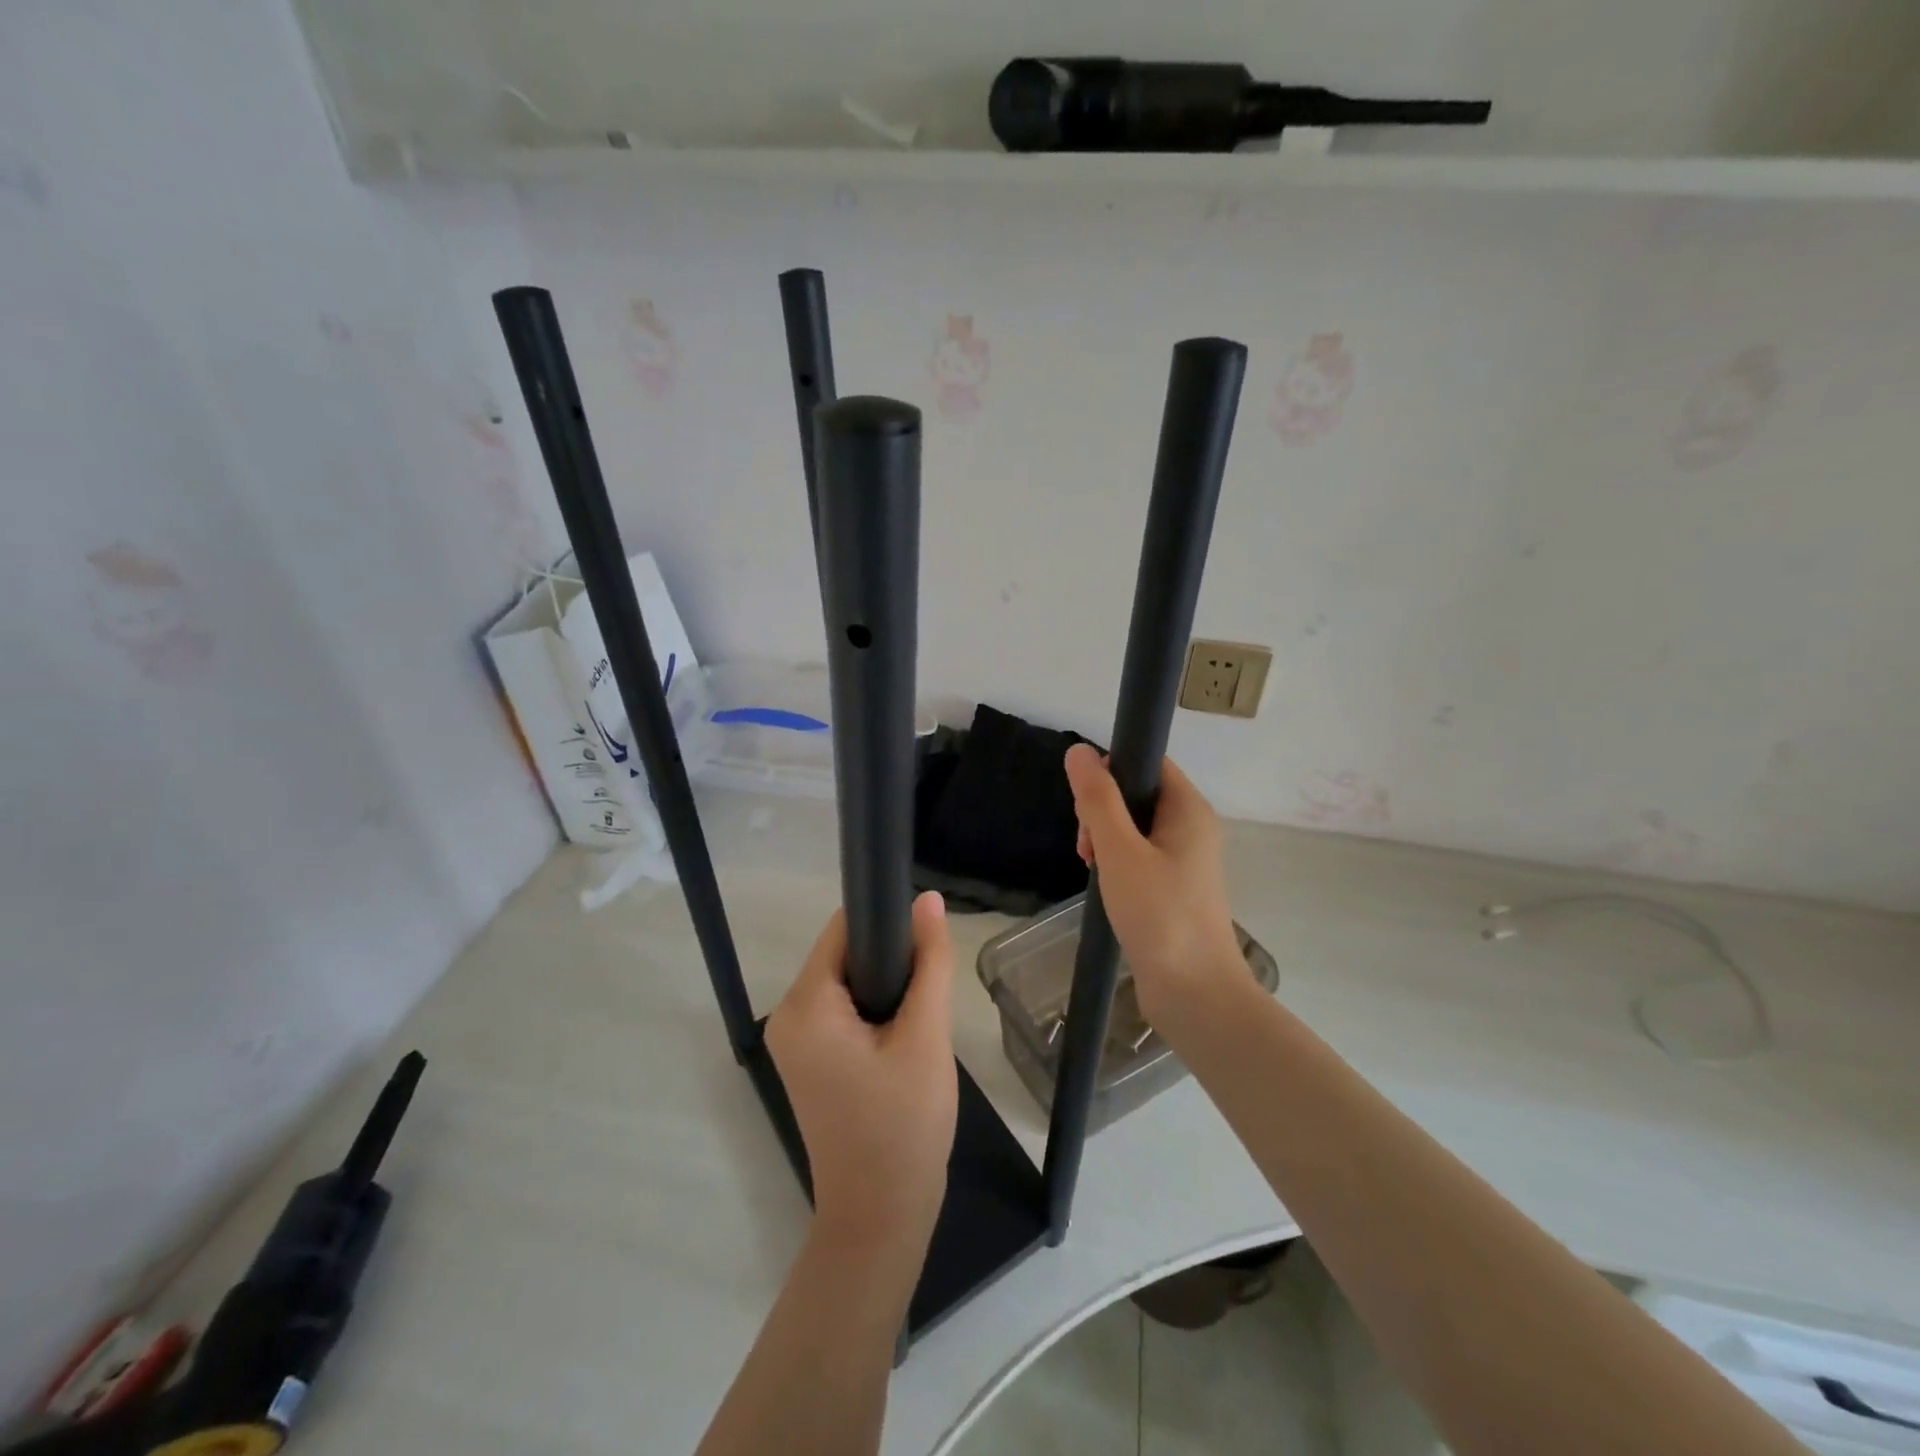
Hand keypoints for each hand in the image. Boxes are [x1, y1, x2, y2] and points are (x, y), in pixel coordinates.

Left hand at [765, 893, 958, 1255]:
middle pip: (844, 953)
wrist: (881, 1218)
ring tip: (919, 1022)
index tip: (927, 942)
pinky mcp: (807, 1060)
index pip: (844, 928)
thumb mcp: (926, 1036)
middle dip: (890, 962)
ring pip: (847, 981)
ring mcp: (793, 1040)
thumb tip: (928, 898)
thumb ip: (929, 961)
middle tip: (928, 997)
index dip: (888, 923)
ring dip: (886, 989)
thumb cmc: (904, 1125)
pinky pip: (841, 1010)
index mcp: (805, 1005)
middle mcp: (787, 1015)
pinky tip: (902, 1039)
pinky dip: (874, 1011)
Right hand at [1064, 744, 1244, 1030]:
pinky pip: (1138, 856)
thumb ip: (1098, 799)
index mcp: (1188, 808)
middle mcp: (1191, 827)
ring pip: (1133, 827)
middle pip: (1137, 793)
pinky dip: (1115, 863)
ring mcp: (1183, 860)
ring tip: (1091, 868)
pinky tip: (1102, 884)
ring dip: (1104, 839)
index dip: (1110, 770)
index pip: (1147, 761)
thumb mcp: (1120, 851)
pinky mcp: (1173, 888)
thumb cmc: (1160, 915)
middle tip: (1086, 846)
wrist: (1196, 994)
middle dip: (1101, 810)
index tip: (1084, 803)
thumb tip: (1079, 750)